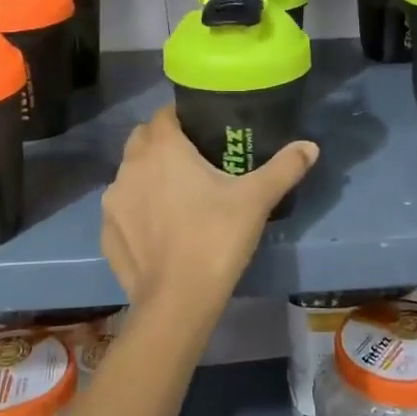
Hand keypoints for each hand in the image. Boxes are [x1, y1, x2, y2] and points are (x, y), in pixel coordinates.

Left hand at [101, 106, 317, 311]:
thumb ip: (284, 168)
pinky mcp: (105, 232)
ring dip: (147, 177)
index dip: (182, 118)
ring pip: (129, 174)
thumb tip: (310, 146)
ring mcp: (113, 200)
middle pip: (143, 140)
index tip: (202, 133)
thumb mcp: (256, 200)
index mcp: (163, 148)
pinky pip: (121, 209)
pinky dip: (135, 212)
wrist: (178, 301)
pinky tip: (157, 231)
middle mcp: (130, 166)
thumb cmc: (216, 238)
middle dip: (162, 144)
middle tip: (191, 163)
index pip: (165, 115)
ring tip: (175, 198)